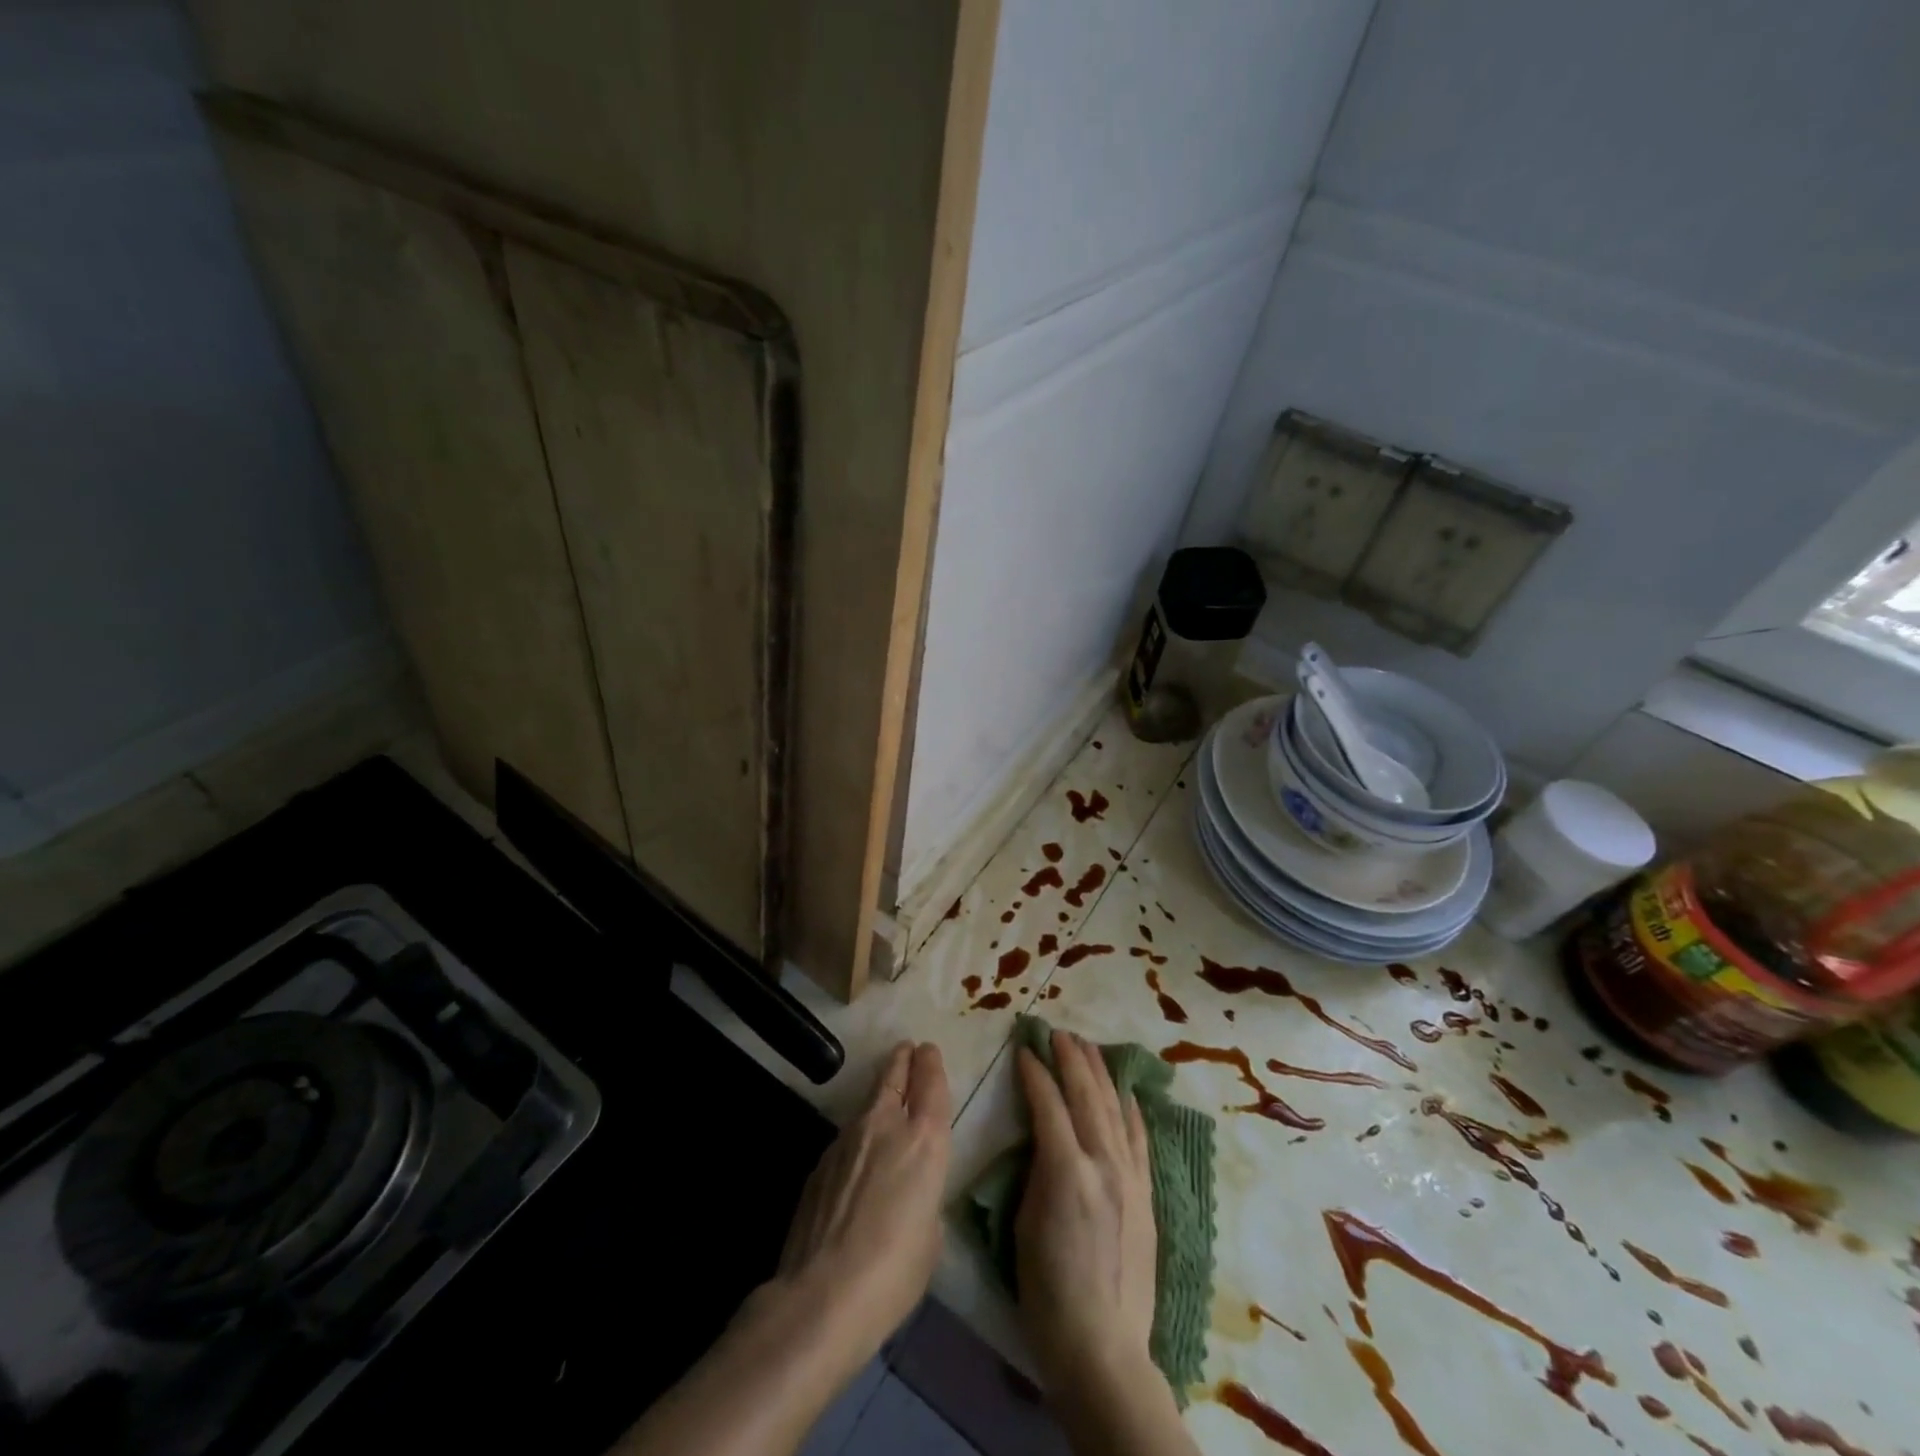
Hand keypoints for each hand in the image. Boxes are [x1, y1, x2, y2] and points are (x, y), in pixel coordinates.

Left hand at [770, 1041, 950, 1374]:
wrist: (822, 1295)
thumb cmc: (895, 1271)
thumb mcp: (931, 1236)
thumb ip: (925, 1198)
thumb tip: (909, 1195)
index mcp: (925, 1140)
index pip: (931, 1083)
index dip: (931, 1064)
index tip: (928, 1050)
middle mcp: (886, 1125)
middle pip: (894, 1076)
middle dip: (903, 1060)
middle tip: (907, 1049)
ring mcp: (847, 1139)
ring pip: (868, 1102)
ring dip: (879, 1093)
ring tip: (884, 1092)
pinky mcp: (820, 1162)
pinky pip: (846, 1136)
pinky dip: (857, 1134)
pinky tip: (856, 1155)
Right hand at [1013, 1030, 1157, 1395]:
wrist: (1103, 1346)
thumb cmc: (1047, 1292)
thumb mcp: (1024, 1224)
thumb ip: (1036, 1170)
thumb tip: (1042, 1137)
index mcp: (1067, 1170)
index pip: (1048, 1104)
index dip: (1034, 1073)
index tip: (1024, 1049)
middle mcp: (1103, 1163)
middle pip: (1087, 1095)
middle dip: (1071, 1059)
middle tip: (1058, 1033)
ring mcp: (1130, 1177)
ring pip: (1115, 1108)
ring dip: (1100, 1073)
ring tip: (1088, 1047)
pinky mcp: (1146, 1194)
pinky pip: (1139, 1138)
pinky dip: (1131, 1109)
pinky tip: (1127, 1092)